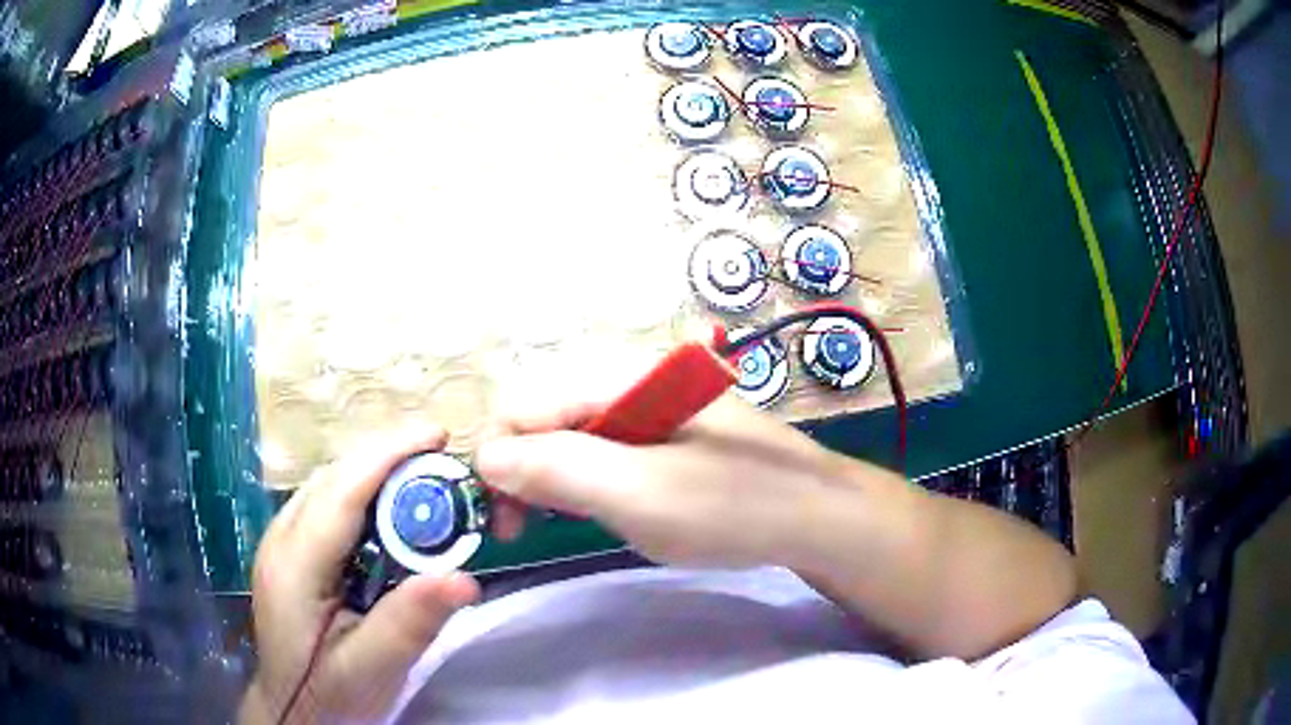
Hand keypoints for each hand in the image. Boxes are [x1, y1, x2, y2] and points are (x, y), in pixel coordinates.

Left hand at [242, 427, 479, 723]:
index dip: (388, 455)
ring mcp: (279, 544)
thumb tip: (465, 579)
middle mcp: (280, 541)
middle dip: (386, 457)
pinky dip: (361, 494)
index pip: (341, 492)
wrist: (292, 711)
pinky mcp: (288, 554)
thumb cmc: (330, 694)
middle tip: (441, 456)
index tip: (437, 433)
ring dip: (374, 472)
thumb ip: (411, 623)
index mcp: (295, 566)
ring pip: (327, 486)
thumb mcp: (373, 668)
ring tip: (422, 477)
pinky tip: (388, 512)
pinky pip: (325, 505)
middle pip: (332, 479)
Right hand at [476, 394, 889, 568]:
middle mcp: (628, 377)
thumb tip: (485, 457)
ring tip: (556, 521)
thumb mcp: (637, 493)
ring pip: (570, 434)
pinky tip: (595, 506)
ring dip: (548, 477)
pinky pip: (602, 448)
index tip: (502, 521)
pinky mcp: (664, 432)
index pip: (522, 405)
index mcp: (619, 376)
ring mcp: (648, 403)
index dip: (496, 460)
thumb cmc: (731, 505)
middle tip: (523, 527)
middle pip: (542, 416)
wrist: (816, 515)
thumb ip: (556, 468)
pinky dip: (583, 479)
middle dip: (520, 469)